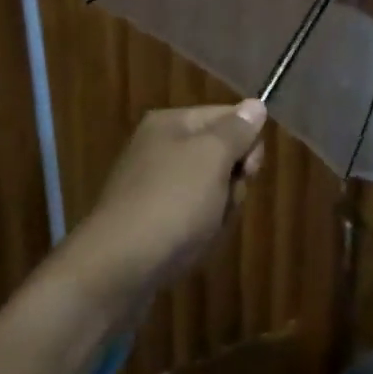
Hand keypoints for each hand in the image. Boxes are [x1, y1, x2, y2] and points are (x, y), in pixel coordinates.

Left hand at [68, 102, 267, 301]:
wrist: (117, 268)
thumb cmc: (171, 202)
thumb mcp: (212, 157)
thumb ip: (237, 130)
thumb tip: (255, 105)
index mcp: (171, 124)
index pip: (228, 117)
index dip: (247, 142)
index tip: (248, 170)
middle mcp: (160, 149)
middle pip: (221, 156)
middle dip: (232, 183)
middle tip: (223, 201)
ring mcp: (153, 187)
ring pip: (211, 191)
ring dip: (219, 212)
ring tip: (204, 230)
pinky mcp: (151, 222)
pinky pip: (192, 219)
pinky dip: (199, 232)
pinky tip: (191, 247)